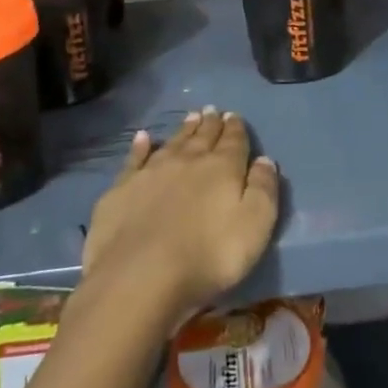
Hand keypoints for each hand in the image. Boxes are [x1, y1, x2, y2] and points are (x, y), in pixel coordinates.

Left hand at [81, 107, 279, 326]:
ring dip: (184, 130)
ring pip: (173, 142)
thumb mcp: (255, 226)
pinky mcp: (122, 189)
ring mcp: (152, 172)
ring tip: (191, 117)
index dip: (236, 128)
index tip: (234, 116)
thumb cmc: (209, 256)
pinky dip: (140, 146)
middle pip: (202, 137)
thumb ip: (264, 190)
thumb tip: (265, 160)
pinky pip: (134, 159)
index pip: (233, 141)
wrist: (140, 276)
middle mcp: (188, 161)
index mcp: (222, 168)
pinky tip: (143, 138)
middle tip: (212, 110)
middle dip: (210, 123)